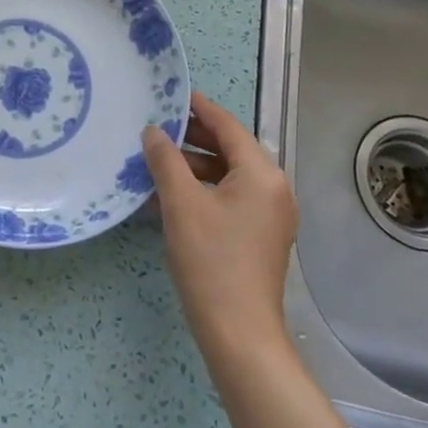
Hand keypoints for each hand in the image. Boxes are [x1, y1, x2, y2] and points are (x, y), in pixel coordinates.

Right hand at [141, 91, 297, 357]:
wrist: (239, 333)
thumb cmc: (211, 260)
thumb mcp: (181, 204)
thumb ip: (165, 160)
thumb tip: (153, 131)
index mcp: (262, 174)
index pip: (228, 127)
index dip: (200, 108)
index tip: (174, 94)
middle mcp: (273, 189)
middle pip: (231, 150)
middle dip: (193, 139)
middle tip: (157, 129)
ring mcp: (270, 215)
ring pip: (228, 176)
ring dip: (194, 167)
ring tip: (156, 163)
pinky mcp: (260, 236)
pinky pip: (230, 199)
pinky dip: (203, 191)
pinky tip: (169, 197)